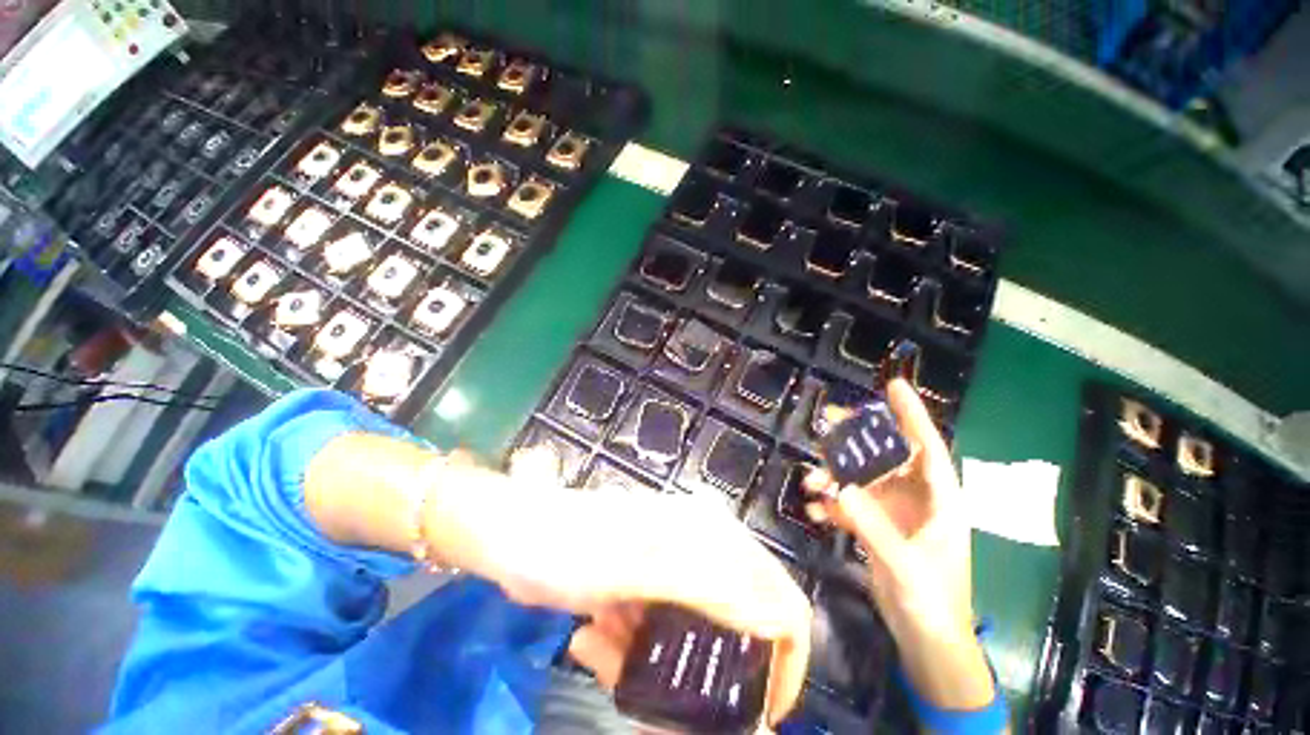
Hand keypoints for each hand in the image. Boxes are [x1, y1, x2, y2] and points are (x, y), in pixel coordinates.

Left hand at [481, 446, 811, 726]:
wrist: (518, 537)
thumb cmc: (571, 548)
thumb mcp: (637, 568)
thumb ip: (705, 583)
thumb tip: (775, 617)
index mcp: (711, 537)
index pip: (780, 600)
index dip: (785, 661)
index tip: (760, 712)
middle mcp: (702, 549)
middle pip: (739, 626)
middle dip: (707, 671)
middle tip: (663, 692)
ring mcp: (673, 568)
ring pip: (693, 639)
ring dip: (654, 664)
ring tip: (605, 649)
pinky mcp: (648, 585)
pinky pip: (659, 638)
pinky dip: (629, 655)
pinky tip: (593, 638)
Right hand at [802, 378, 993, 710]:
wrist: (926, 641)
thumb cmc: (932, 603)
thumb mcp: (906, 566)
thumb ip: (873, 526)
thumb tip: (841, 487)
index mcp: (940, 500)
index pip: (927, 447)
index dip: (912, 415)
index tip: (892, 386)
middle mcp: (915, 498)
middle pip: (884, 455)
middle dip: (856, 438)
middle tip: (827, 421)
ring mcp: (893, 512)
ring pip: (860, 477)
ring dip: (834, 476)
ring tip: (810, 483)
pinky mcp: (875, 526)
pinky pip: (849, 503)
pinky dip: (831, 503)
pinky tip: (816, 511)